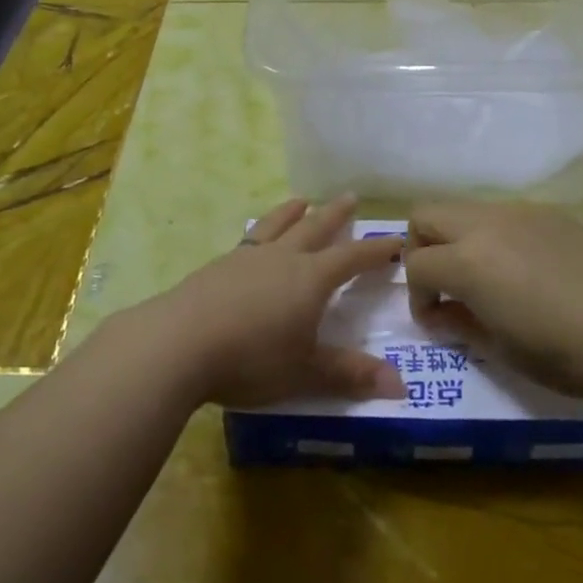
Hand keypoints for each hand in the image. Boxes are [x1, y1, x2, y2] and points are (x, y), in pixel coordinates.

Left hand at [133, 194, 406, 408]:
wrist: (181, 341)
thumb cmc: (252, 359)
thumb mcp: (306, 372)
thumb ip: (350, 374)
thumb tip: (402, 385)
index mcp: (310, 279)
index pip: (351, 257)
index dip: (374, 250)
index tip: (395, 239)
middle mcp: (282, 258)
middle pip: (314, 228)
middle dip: (335, 215)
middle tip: (350, 197)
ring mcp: (248, 257)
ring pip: (278, 225)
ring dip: (293, 212)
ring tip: (302, 200)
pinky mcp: (219, 265)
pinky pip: (250, 237)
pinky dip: (262, 228)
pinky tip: (256, 236)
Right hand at [403, 201, 582, 405]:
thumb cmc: (572, 354)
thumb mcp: (506, 351)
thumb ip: (462, 324)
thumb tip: (440, 313)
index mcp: (469, 261)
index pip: (416, 265)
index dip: (416, 297)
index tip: (436, 322)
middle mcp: (486, 224)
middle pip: (426, 215)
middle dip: (422, 249)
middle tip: (444, 286)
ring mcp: (518, 211)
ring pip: (463, 209)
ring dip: (457, 239)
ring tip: (486, 279)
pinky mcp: (548, 211)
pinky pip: (501, 214)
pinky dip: (492, 236)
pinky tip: (525, 270)